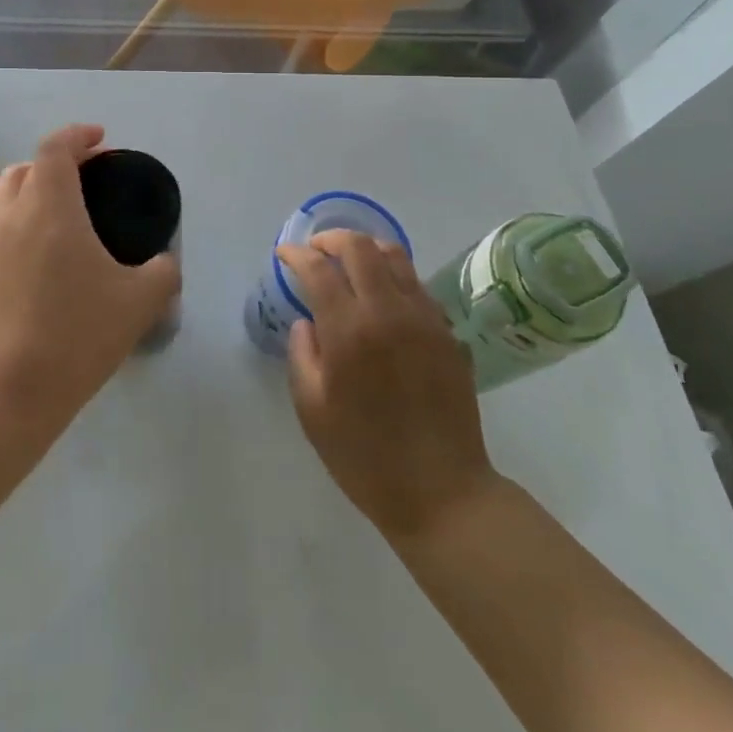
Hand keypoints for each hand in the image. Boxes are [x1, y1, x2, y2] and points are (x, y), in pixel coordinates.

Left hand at [0, 125, 180, 439]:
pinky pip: (5, 227)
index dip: (78, 135)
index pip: (55, 148)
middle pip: (26, 166)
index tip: (102, 139)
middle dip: (57, 160)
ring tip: (70, 210)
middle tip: (89, 174)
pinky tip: (53, 252)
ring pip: (9, 195)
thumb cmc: (77, 334)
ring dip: (37, 187)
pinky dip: (27, 219)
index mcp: (50, 207)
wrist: (10, 391)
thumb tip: (166, 262)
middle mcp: (14, 216)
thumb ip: (162, 272)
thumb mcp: (139, 302)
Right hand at [280, 230, 499, 542]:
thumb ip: (302, 355)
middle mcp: (388, 312)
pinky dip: (393, 275)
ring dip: (365, 249)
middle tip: (314, 250)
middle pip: (360, 247)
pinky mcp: (447, 332)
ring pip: (395, 256)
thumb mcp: (312, 411)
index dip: (296, 254)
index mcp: (349, 331)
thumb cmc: (365, 457)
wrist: (442, 492)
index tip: (284, 254)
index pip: (318, 269)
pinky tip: (382, 296)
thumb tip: (307, 323)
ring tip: (348, 261)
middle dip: (330, 239)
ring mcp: (424, 319)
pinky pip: (417, 284)